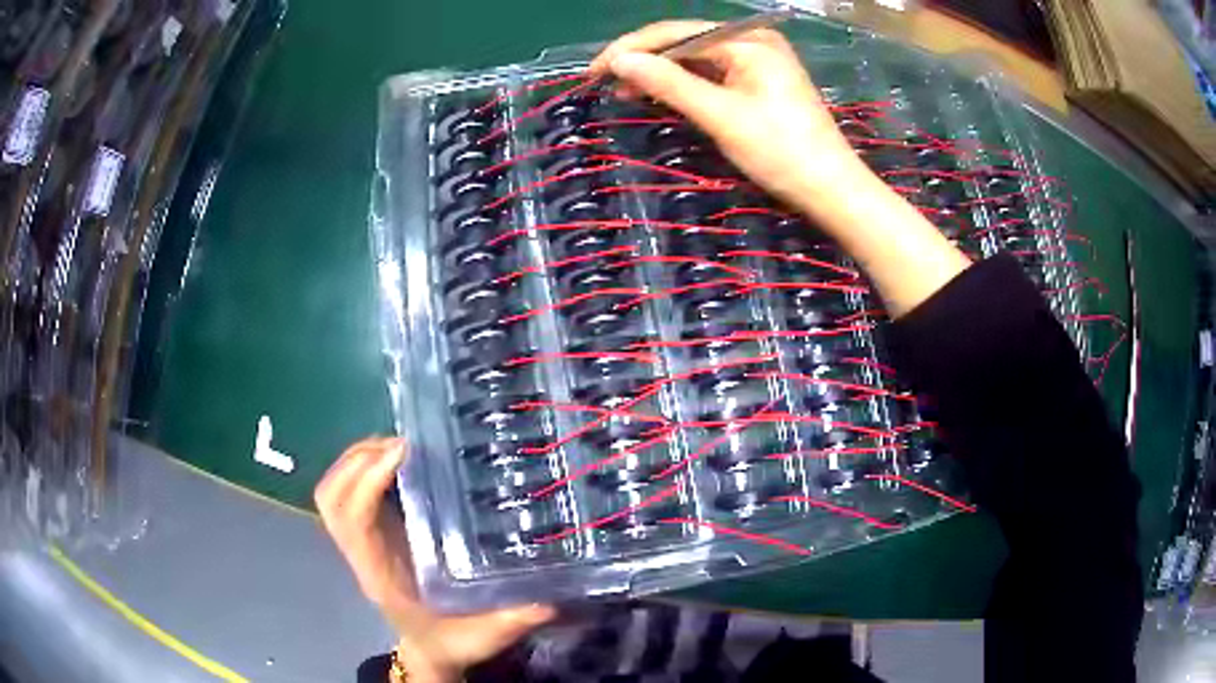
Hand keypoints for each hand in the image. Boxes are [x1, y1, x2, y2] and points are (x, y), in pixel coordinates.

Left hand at [315, 437, 553, 682]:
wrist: (431, 652)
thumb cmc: (451, 642)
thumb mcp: (483, 637)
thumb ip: (511, 621)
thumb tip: (547, 598)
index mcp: (382, 575)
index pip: (354, 521)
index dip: (368, 482)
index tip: (403, 453)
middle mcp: (363, 554)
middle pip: (331, 499)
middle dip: (356, 461)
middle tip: (402, 442)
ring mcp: (362, 542)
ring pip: (332, 494)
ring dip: (355, 460)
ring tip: (396, 444)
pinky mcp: (372, 533)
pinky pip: (348, 494)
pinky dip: (360, 468)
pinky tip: (395, 460)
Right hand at [589, 20, 868, 212]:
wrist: (832, 190)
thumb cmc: (780, 152)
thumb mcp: (720, 115)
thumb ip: (669, 83)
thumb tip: (620, 61)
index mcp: (748, 40)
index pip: (676, 33)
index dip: (631, 49)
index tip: (595, 71)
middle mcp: (753, 41)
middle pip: (686, 41)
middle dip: (644, 60)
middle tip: (605, 83)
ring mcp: (759, 62)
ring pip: (697, 58)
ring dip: (662, 73)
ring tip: (625, 91)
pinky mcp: (761, 83)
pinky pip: (714, 74)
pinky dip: (686, 85)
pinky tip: (662, 94)